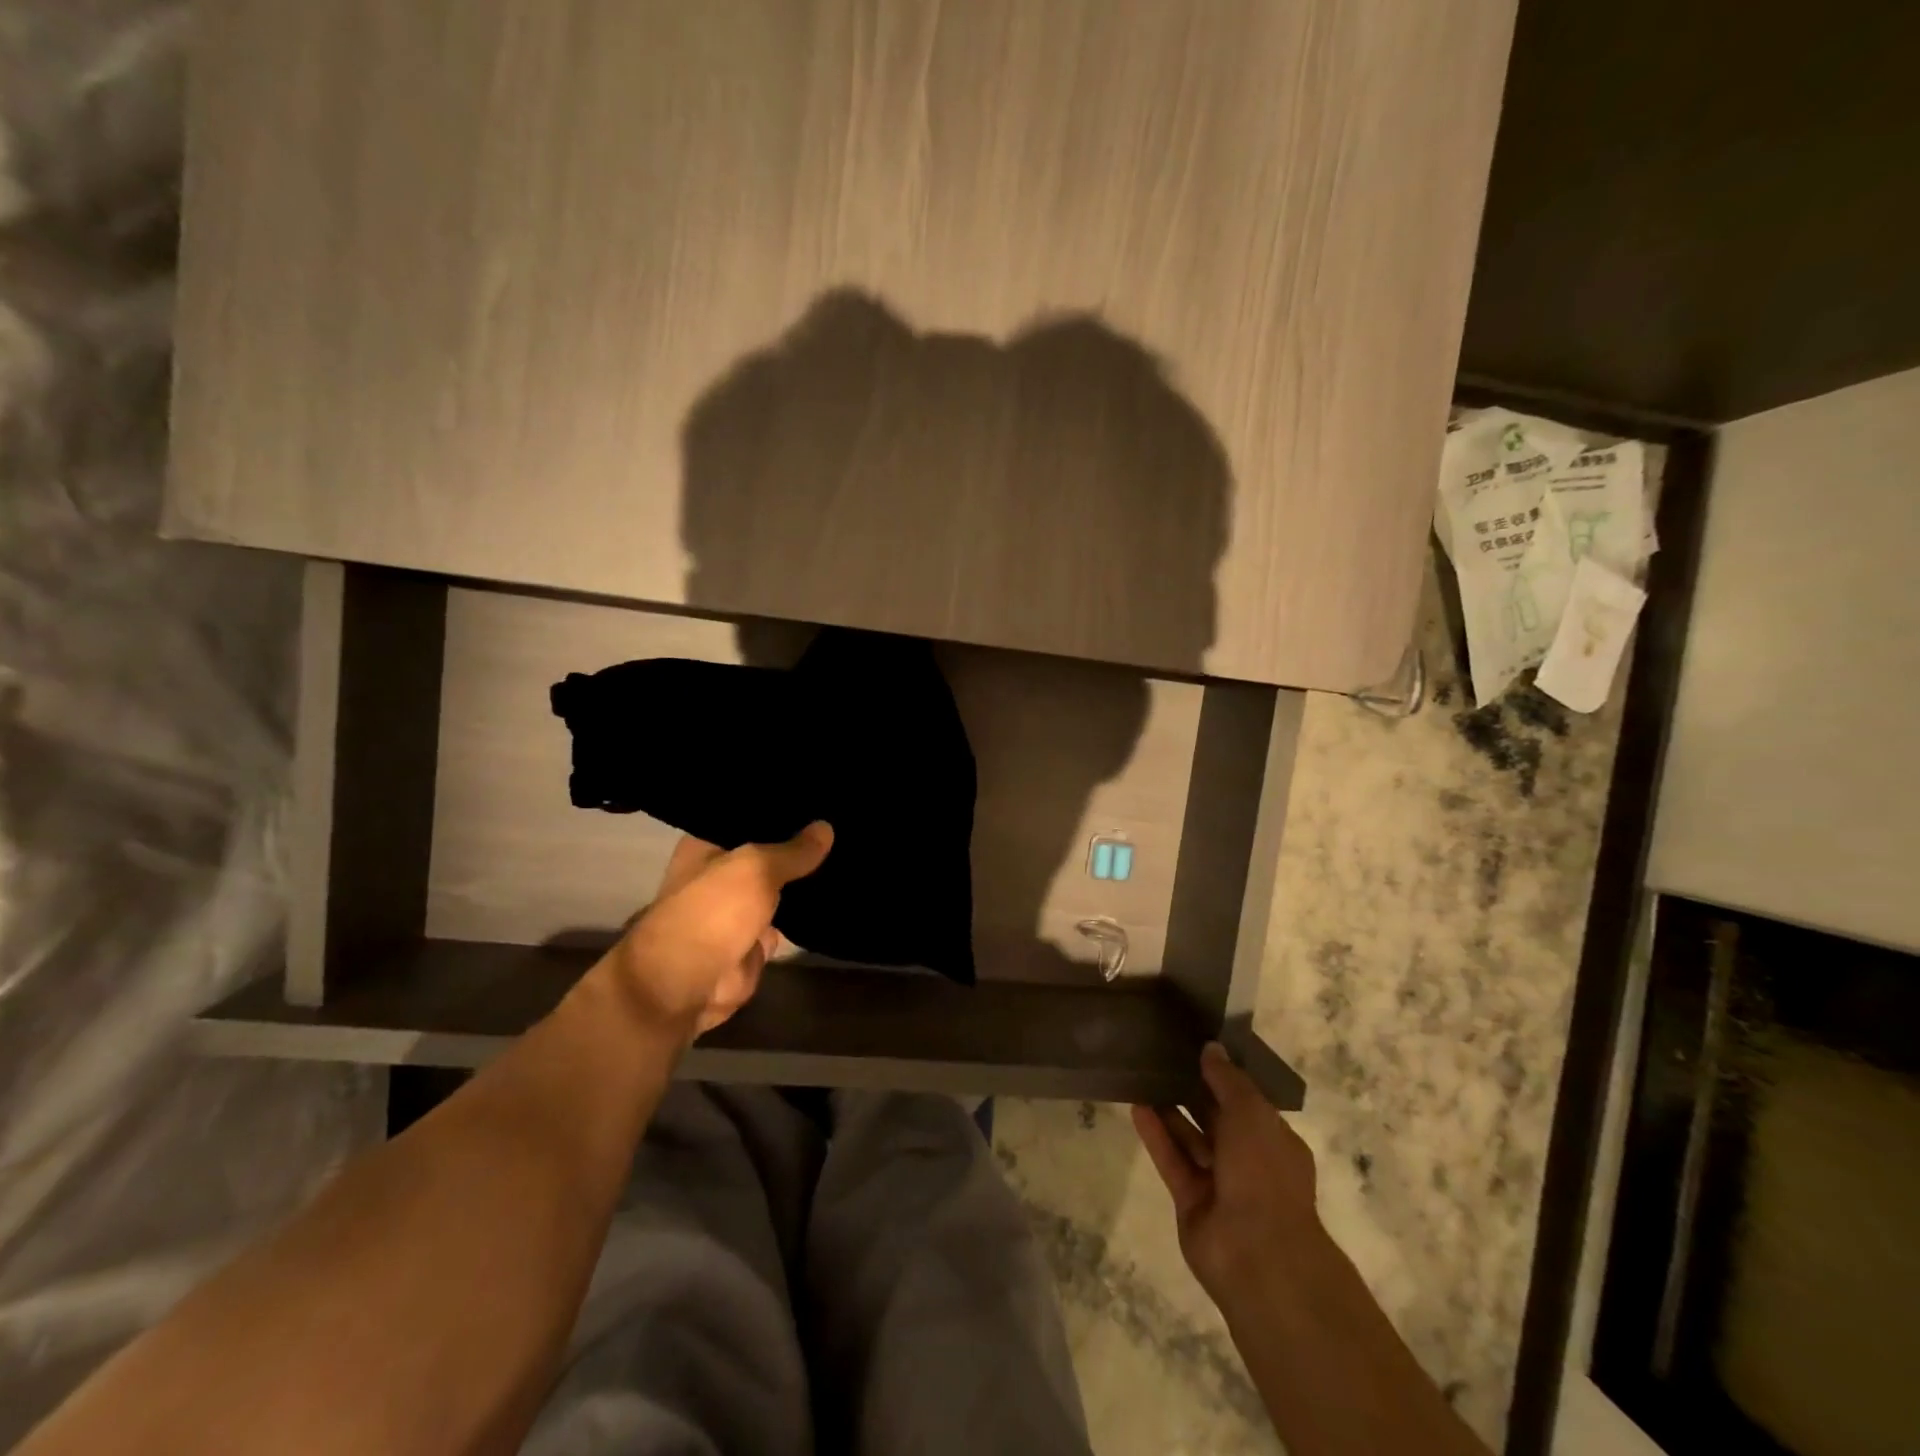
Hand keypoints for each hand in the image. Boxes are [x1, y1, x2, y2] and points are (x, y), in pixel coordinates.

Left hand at [604, 823, 832, 1042]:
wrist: (689, 985)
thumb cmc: (713, 911)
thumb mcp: (757, 868)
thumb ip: (793, 851)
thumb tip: (826, 827)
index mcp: (706, 846)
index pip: (747, 818)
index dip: (780, 810)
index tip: (815, 800)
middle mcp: (720, 874)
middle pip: (768, 852)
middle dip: (798, 845)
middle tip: (840, 823)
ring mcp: (738, 909)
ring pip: (781, 886)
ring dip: (806, 879)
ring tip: (845, 853)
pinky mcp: (754, 940)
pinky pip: (788, 918)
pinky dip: (808, 913)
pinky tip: (839, 890)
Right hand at [1132, 1042, 1322, 1305]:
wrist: (1259, 1255)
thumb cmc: (1264, 1173)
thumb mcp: (1251, 1113)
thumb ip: (1228, 1079)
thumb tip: (1211, 1048)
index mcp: (1274, 1140)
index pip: (1247, 1101)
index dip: (1224, 1075)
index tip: (1197, 1046)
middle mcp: (1249, 1161)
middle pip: (1216, 1119)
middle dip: (1193, 1091)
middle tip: (1163, 1057)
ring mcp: (1219, 1184)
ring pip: (1191, 1139)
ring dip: (1170, 1111)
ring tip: (1144, 1076)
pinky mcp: (1191, 1202)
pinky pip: (1172, 1161)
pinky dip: (1156, 1136)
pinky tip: (1137, 1107)